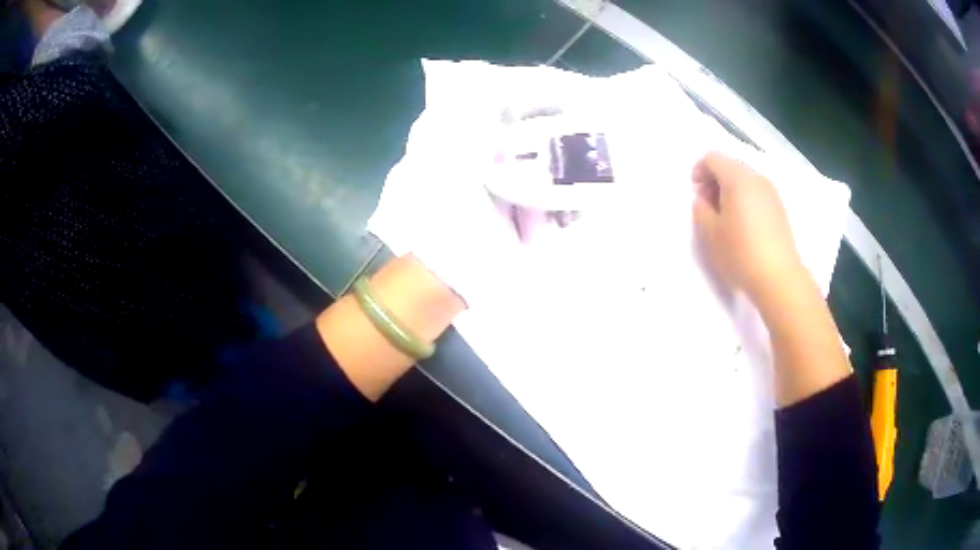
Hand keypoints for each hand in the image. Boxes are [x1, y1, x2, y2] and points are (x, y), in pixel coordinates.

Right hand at [691, 151, 805, 303]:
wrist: (778, 277)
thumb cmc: (740, 253)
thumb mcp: (710, 233)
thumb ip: (701, 209)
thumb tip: (704, 199)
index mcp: (737, 178)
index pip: (713, 158)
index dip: (699, 171)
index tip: (696, 193)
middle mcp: (756, 178)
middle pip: (730, 165)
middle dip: (715, 179)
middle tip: (708, 206)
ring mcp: (770, 191)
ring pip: (745, 178)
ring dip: (730, 189)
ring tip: (725, 217)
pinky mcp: (779, 207)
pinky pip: (756, 191)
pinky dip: (745, 198)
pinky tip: (743, 224)